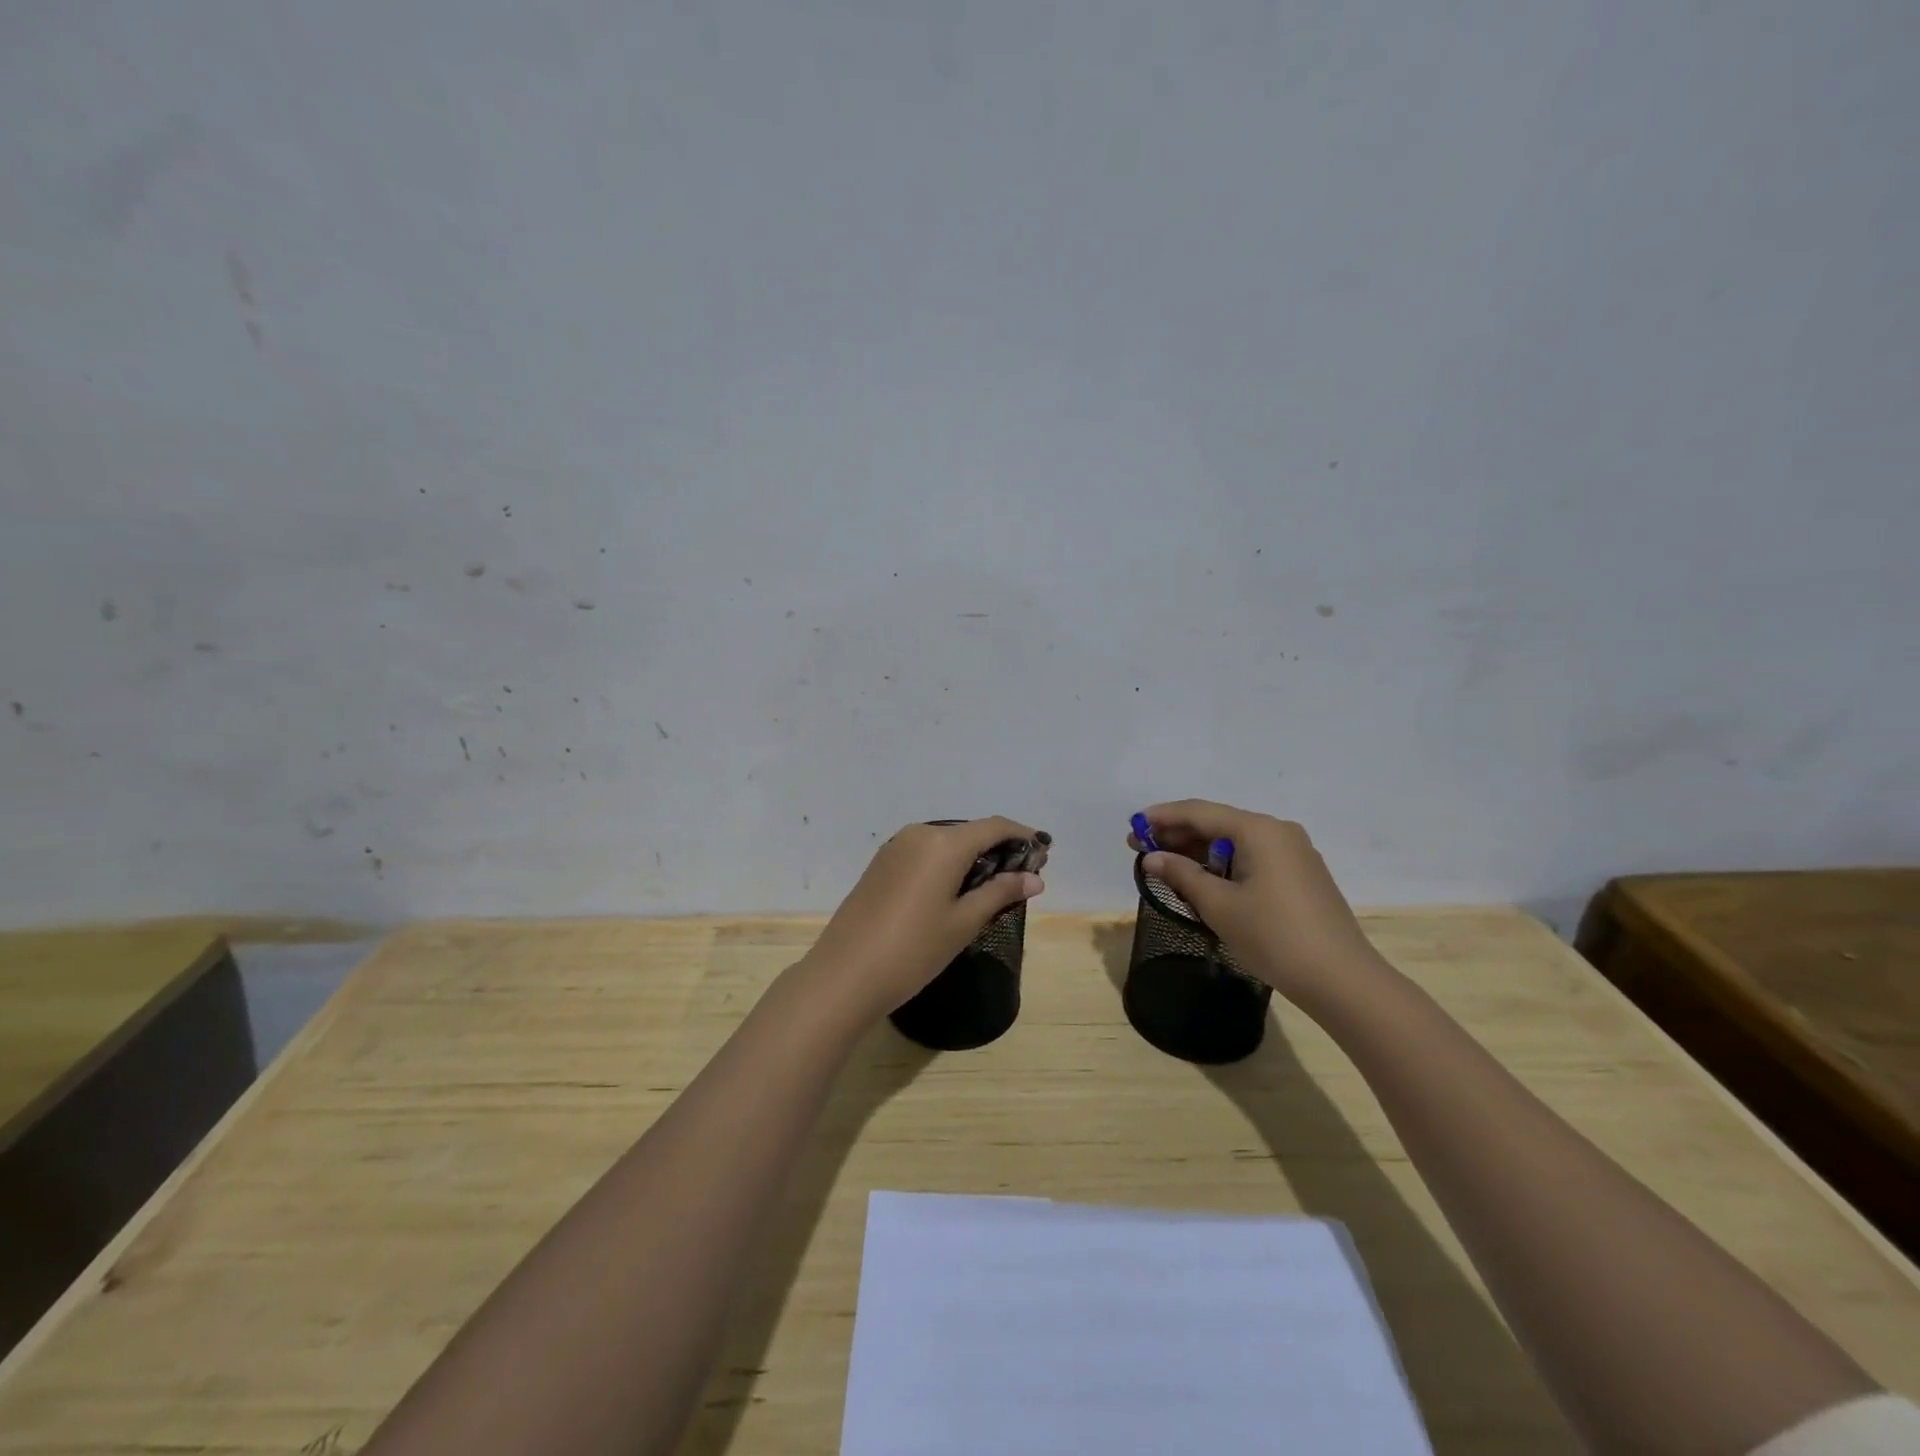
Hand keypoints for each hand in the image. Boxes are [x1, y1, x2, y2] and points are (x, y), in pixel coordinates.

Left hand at [800, 817, 1046, 1020]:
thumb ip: (1000, 893)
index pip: (994, 827)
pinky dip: (948, 864)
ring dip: (973, 857)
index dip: (1023, 836)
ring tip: (993, 886)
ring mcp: (896, 847)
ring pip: (946, 842)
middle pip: (970, 832)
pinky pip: (925, 853)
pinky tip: (956, 890)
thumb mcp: (963, 922)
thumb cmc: (913, 949)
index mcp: (944, 843)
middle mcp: (920, 833)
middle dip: (999, 849)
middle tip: (1023, 876)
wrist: (845, 974)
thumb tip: (1035, 878)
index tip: (1044, 853)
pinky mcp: (881, 864)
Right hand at [1129, 800, 1391, 1017]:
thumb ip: (1181, 874)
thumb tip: (1152, 858)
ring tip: (1166, 864)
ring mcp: (1294, 853)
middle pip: (1218, 823)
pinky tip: (1203, 879)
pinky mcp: (1301, 875)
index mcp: (1258, 829)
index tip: (1133, 826)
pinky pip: (1253, 857)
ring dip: (1200, 851)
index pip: (1200, 812)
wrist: (1341, 979)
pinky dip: (1224, 864)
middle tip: (1141, 848)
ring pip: (1236, 842)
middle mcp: (1278, 831)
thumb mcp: (1218, 905)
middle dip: (1178, 834)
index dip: (1163, 817)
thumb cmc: (1273, 936)